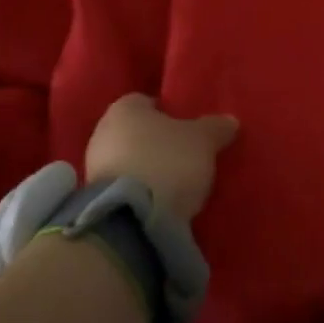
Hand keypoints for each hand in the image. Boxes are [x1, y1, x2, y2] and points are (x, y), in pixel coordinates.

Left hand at [84, 94, 237, 222]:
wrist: (132, 220)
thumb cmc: (167, 162)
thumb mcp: (203, 141)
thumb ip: (216, 127)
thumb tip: (229, 121)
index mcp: (124, 108)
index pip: (147, 101)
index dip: (169, 113)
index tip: (189, 129)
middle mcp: (102, 131)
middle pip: (136, 131)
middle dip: (158, 142)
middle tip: (186, 155)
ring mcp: (94, 167)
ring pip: (128, 159)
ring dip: (147, 168)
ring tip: (176, 183)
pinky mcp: (96, 200)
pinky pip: (124, 186)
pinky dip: (140, 190)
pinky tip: (159, 201)